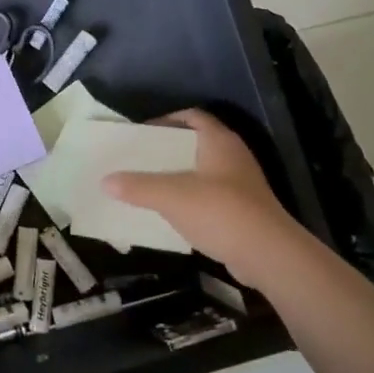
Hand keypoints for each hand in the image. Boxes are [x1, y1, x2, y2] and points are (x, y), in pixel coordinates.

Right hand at [104, 109, 307, 284]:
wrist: (268, 255)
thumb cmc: (220, 211)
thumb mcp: (171, 196)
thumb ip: (137, 187)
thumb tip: (105, 181)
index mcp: (219, 141)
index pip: (192, 116)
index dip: (167, 118)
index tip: (142, 130)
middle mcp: (233, 156)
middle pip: (195, 143)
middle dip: (167, 149)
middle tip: (139, 157)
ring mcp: (241, 184)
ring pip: (202, 171)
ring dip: (178, 176)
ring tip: (148, 183)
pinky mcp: (243, 210)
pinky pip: (209, 196)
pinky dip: (189, 199)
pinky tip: (170, 211)